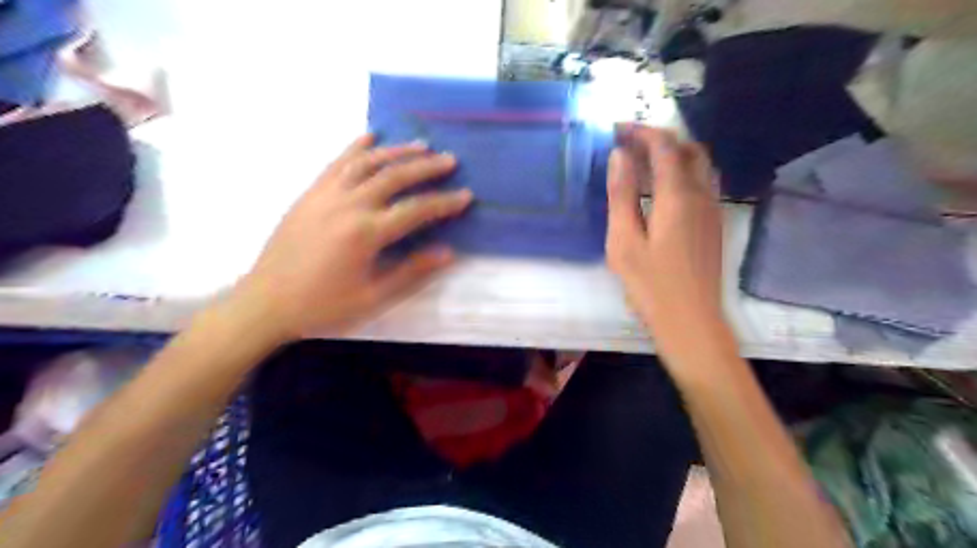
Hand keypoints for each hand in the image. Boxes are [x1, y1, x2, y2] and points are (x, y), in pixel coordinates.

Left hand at [231, 136, 470, 341]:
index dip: (444, 202)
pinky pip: (336, 163)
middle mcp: (348, 205)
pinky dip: (355, 147)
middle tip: (450, 160)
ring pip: (367, 163)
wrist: (266, 302)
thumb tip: (448, 253)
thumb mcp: (372, 297)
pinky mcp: (310, 193)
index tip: (466, 195)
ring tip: (420, 145)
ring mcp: (326, 195)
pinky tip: (370, 137)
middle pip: (394, 177)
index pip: (415, 210)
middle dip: (426, 167)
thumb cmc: (322, 305)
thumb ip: (411, 271)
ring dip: (396, 151)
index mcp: (366, 233)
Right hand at [604, 124, 722, 353]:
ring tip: (644, 162)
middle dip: (659, 138)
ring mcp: (712, 210)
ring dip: (674, 153)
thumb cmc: (650, 284)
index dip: (641, 131)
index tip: (617, 129)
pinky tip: (663, 189)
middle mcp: (701, 195)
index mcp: (677, 196)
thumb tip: (619, 155)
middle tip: (629, 142)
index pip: (664, 146)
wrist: (691, 321)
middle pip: (688, 149)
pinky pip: (702, 183)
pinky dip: (682, 172)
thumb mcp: (624, 240)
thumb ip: (622, 195)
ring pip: (700, 165)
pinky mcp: (714, 224)